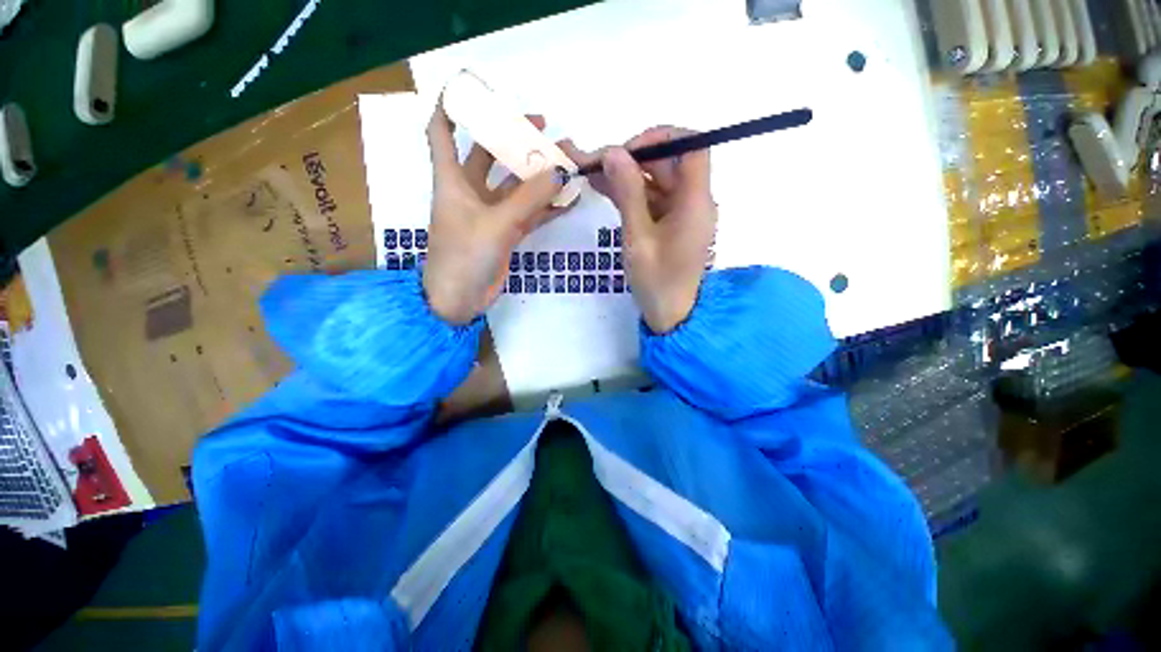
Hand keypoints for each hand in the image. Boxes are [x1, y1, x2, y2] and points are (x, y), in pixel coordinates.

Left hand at [422, 107, 570, 323]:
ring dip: (536, 174)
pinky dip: (546, 206)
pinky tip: (567, 198)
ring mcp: (490, 214)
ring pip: (515, 185)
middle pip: (488, 153)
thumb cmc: (464, 257)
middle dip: (512, 137)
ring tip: (565, 159)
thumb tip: (560, 171)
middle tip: (543, 127)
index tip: (473, 88)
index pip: (441, 131)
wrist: (460, 301)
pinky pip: (528, 212)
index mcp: (452, 180)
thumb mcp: (496, 224)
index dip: (452, 107)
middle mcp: (469, 191)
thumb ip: (529, 198)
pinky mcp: (505, 233)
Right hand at [563, 128, 716, 332]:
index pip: (692, 146)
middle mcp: (692, 200)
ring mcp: (680, 212)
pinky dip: (629, 193)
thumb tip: (613, 153)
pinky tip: (603, 188)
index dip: (661, 138)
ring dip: (626, 175)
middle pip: (668, 163)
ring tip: (591, 173)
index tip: (627, 151)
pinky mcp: (668, 223)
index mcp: (695, 201)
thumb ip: (627, 193)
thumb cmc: (656, 281)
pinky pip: (651, 198)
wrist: (670, 314)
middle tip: (595, 164)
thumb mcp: (638, 237)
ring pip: (655, 180)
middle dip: (632, 158)